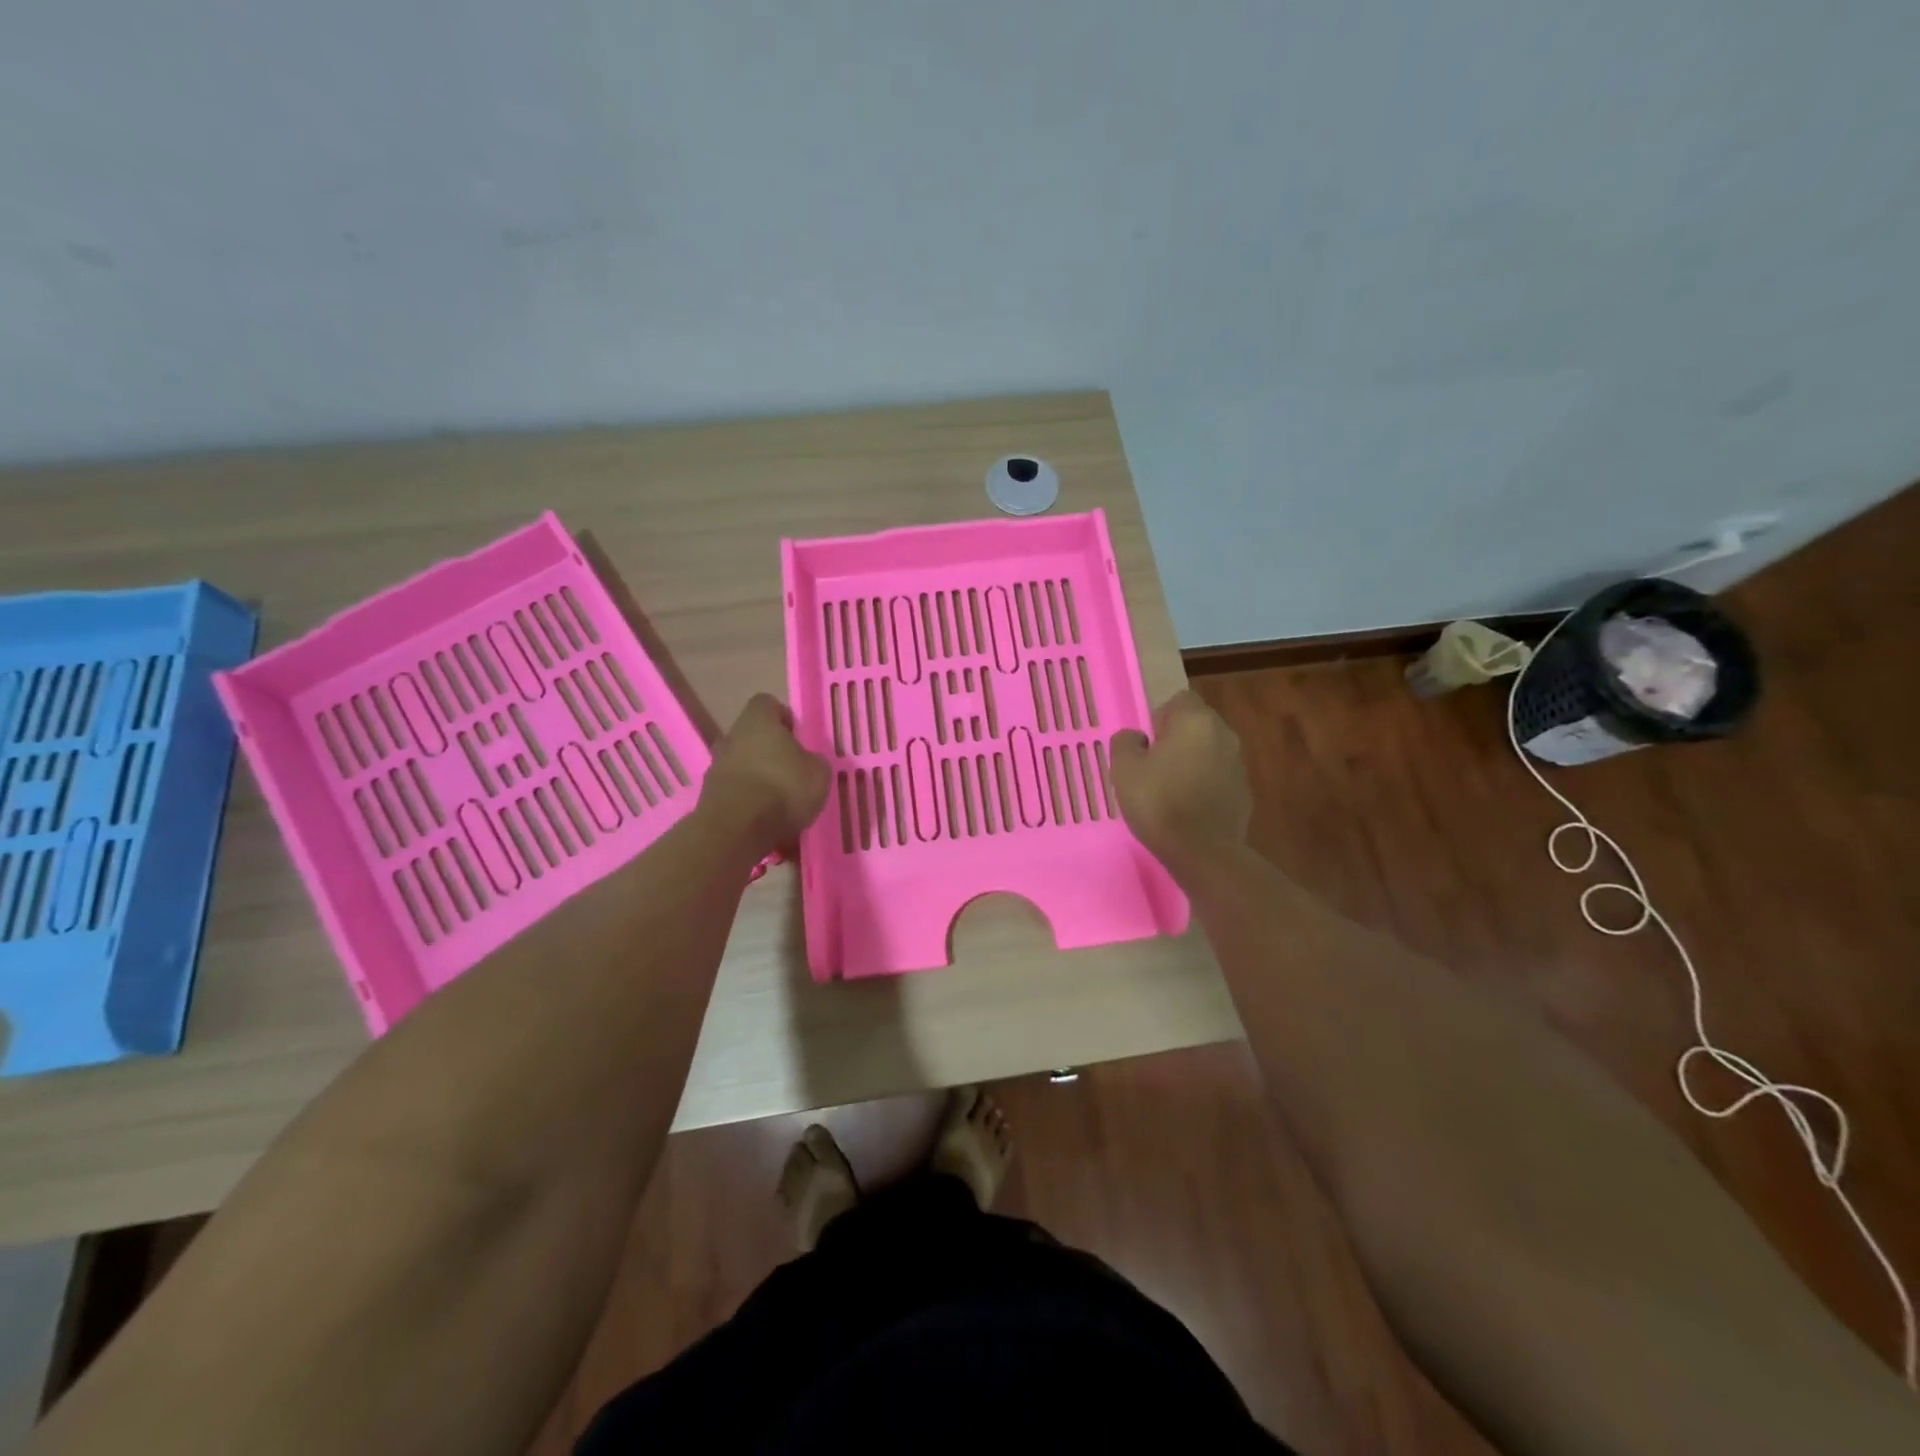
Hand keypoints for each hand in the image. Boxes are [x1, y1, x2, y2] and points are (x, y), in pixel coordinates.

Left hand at [702, 694, 830, 849]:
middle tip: (791, 772)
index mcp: (757, 720)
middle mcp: (731, 737)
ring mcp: (715, 767)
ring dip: (757, 778)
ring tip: (778, 803)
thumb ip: (813, 761)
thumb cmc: (783, 788)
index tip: (798, 738)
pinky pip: (734, 792)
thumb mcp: (818, 773)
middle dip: (769, 751)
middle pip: (751, 736)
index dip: (784, 718)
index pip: (767, 703)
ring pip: (741, 765)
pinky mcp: (708, 797)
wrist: (737, 829)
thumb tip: (806, 762)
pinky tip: (764, 821)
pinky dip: (747, 802)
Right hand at [1110, 690, 1251, 866]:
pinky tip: (1189, 808)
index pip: (1179, 700)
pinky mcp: (1245, 791)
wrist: (1203, 851)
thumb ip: (1126, 742)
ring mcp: (1238, 763)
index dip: (1159, 719)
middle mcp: (1224, 734)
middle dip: (1176, 739)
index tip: (1147, 746)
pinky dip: (1205, 784)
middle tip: (1154, 768)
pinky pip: (1218, 776)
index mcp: (1196, 720)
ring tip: (1170, 790)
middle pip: (1196, 724)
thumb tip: (1137, 738)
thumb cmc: (1159, 803)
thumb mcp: (1124, 769)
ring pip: (1209, 751)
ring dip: (1192, 762)